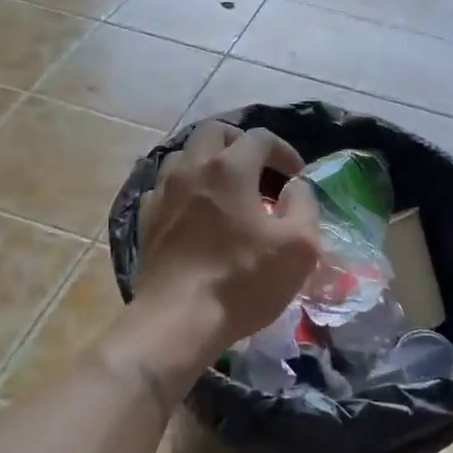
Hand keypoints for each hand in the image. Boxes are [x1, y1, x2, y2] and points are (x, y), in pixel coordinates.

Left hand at [133, 122, 320, 369]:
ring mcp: (163, 192)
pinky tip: (195, 210)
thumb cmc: (243, 281)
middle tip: (258, 168)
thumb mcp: (300, 246)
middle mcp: (192, 168)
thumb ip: (305, 206)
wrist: (179, 320)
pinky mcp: (146, 219)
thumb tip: (296, 189)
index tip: (296, 176)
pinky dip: (184, 187)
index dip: (284, 150)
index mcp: (230, 168)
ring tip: (225, 186)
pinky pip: (165, 186)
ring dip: (208, 161)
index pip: (260, 137)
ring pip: (184, 155)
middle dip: (240, 142)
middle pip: (214, 131)